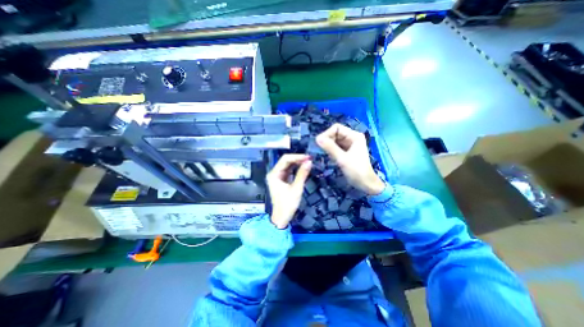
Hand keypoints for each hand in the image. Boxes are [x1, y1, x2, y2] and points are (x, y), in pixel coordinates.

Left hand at [266, 154, 311, 228]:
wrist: (281, 217)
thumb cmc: (287, 204)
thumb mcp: (296, 188)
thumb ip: (302, 174)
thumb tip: (309, 162)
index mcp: (274, 174)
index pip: (285, 159)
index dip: (297, 157)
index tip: (308, 157)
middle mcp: (274, 173)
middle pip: (285, 161)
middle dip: (297, 159)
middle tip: (309, 159)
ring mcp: (277, 176)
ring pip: (287, 165)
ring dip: (297, 163)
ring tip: (308, 161)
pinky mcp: (281, 180)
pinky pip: (288, 170)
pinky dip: (295, 168)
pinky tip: (303, 167)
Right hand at [317, 123, 386, 193]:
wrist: (365, 183)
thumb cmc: (356, 170)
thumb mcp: (342, 159)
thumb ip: (330, 148)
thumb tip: (317, 138)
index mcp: (354, 136)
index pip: (337, 128)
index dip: (327, 133)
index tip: (319, 142)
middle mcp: (352, 137)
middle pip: (335, 133)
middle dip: (327, 140)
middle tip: (320, 149)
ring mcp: (350, 144)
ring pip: (334, 140)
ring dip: (328, 145)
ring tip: (326, 153)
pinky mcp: (347, 151)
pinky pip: (336, 146)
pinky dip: (331, 150)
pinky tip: (330, 156)